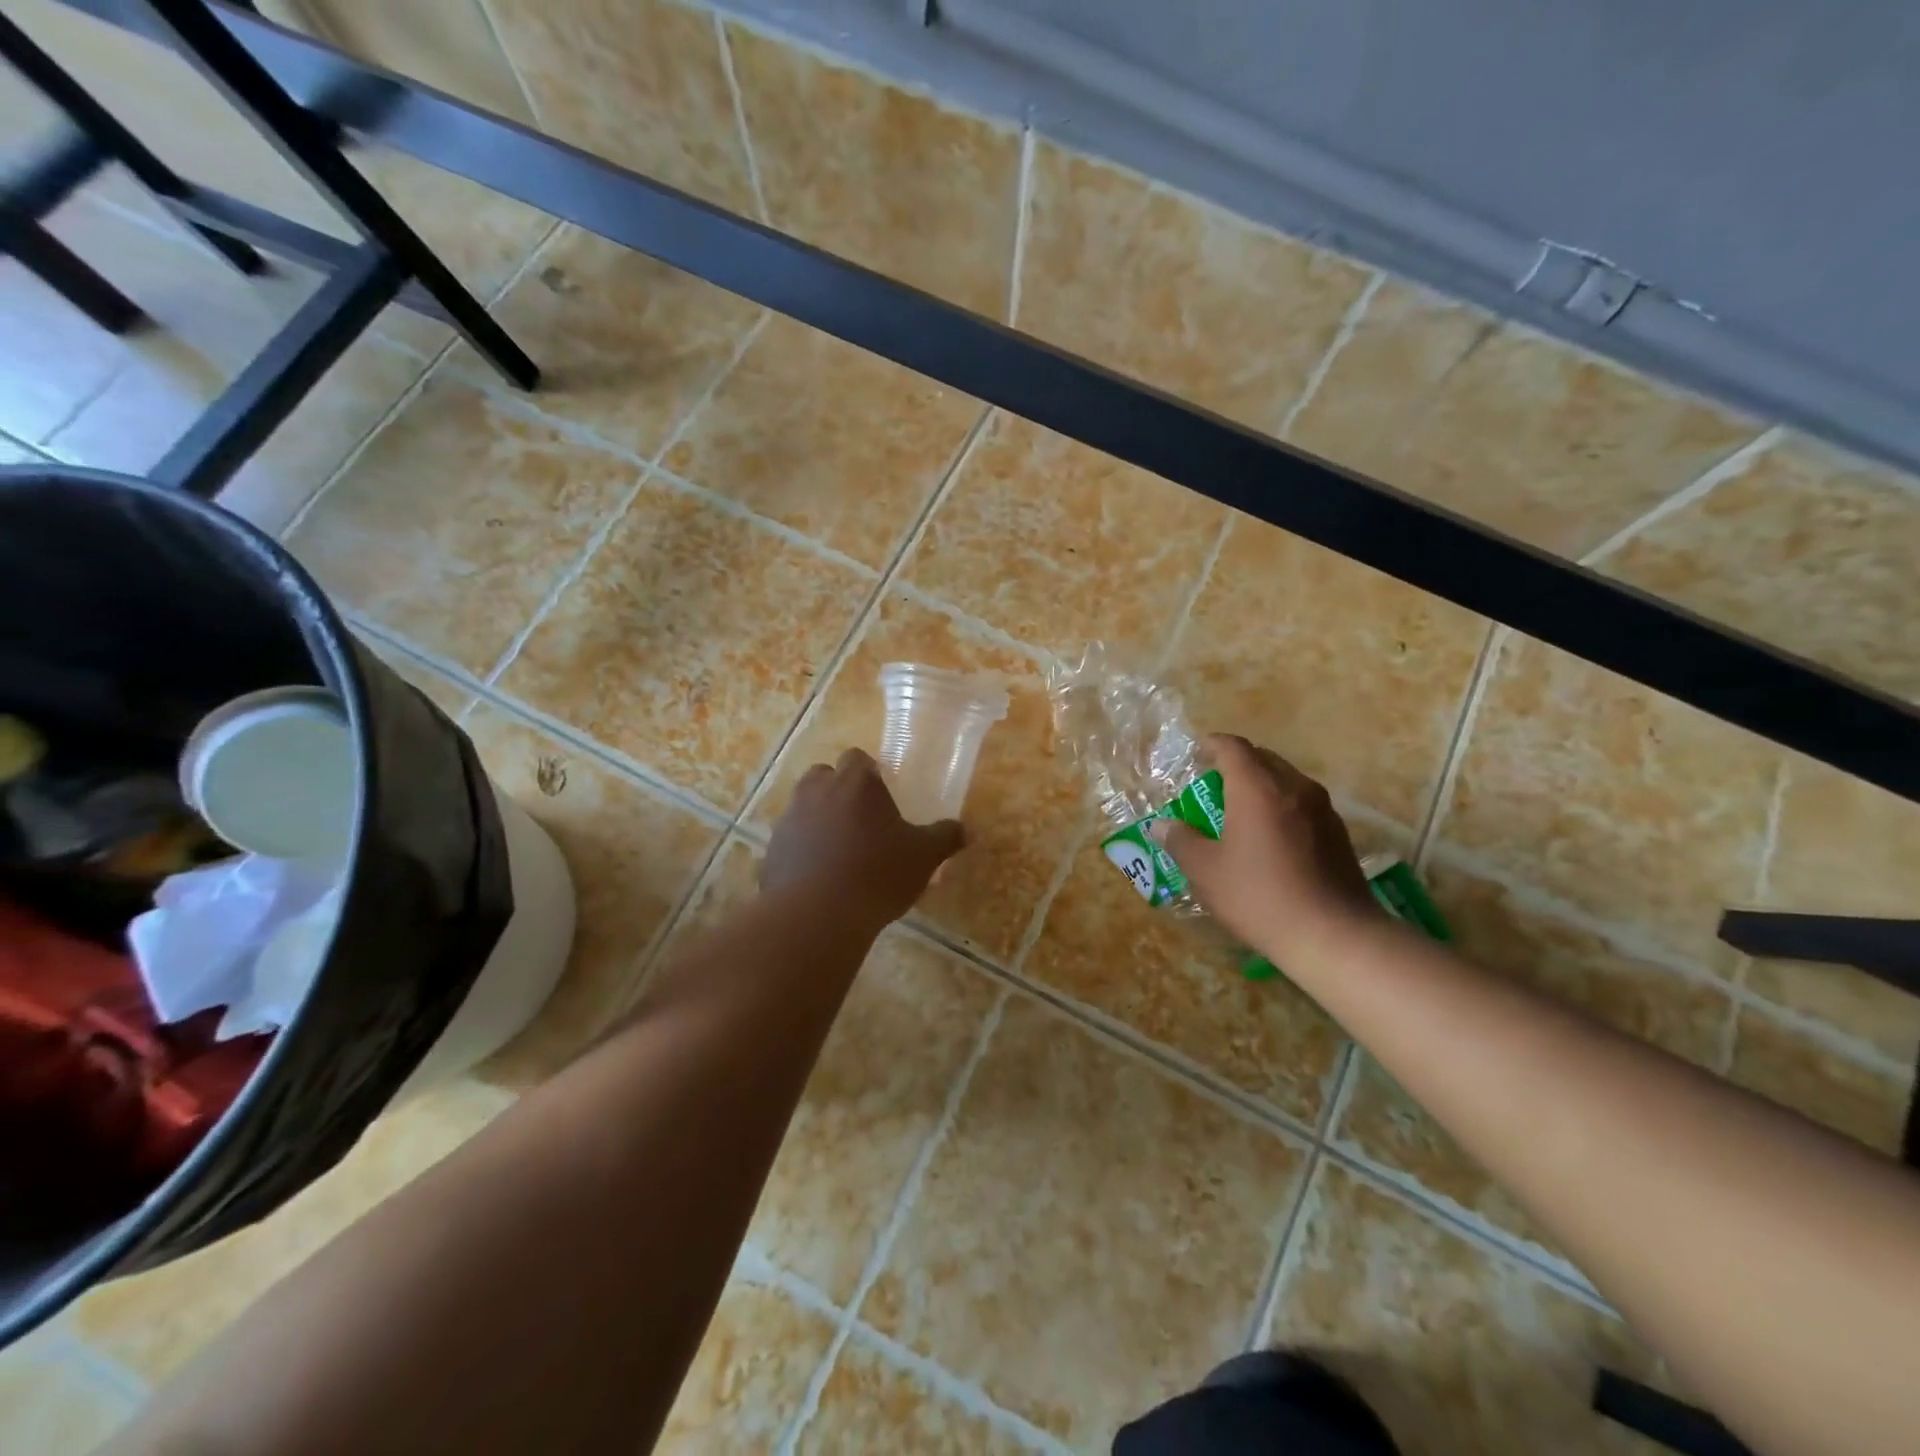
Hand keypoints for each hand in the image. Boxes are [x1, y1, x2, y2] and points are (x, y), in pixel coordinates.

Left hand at [763, 748, 966, 931]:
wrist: (817, 915)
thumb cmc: (877, 874)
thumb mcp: (923, 857)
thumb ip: (944, 837)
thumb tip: (967, 830)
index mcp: (856, 782)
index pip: (858, 758)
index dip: (870, 772)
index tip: (882, 794)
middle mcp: (818, 791)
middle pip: (825, 776)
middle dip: (839, 790)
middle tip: (861, 819)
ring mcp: (790, 819)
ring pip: (804, 806)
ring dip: (819, 819)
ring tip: (840, 850)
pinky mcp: (772, 849)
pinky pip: (791, 840)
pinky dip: (803, 849)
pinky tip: (819, 876)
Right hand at [1148, 735, 1380, 959]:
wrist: (1333, 935)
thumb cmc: (1259, 896)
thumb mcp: (1206, 872)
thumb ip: (1181, 841)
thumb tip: (1162, 826)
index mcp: (1257, 788)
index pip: (1233, 747)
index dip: (1212, 744)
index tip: (1196, 752)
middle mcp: (1294, 787)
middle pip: (1263, 758)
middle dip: (1236, 764)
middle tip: (1213, 784)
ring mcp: (1322, 810)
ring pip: (1286, 780)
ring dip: (1261, 786)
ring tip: (1240, 811)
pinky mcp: (1338, 833)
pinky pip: (1303, 804)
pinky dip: (1281, 807)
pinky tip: (1270, 837)